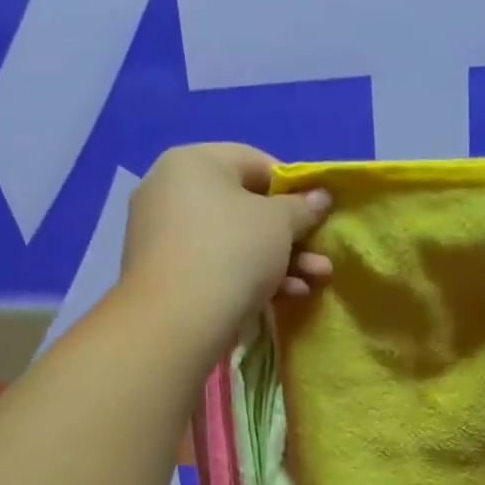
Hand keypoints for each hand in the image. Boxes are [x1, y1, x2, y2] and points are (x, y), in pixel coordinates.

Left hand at [121, 143, 332, 347]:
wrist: (177, 322)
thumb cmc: (232, 253)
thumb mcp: (280, 223)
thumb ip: (303, 206)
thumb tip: (319, 196)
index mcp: (192, 162)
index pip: (254, 162)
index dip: (293, 187)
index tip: (316, 213)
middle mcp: (170, 191)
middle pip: (245, 207)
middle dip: (291, 236)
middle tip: (320, 257)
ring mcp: (163, 235)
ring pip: (234, 241)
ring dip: (280, 261)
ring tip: (314, 282)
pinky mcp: (165, 275)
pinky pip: (216, 266)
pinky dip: (249, 277)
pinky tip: (282, 297)